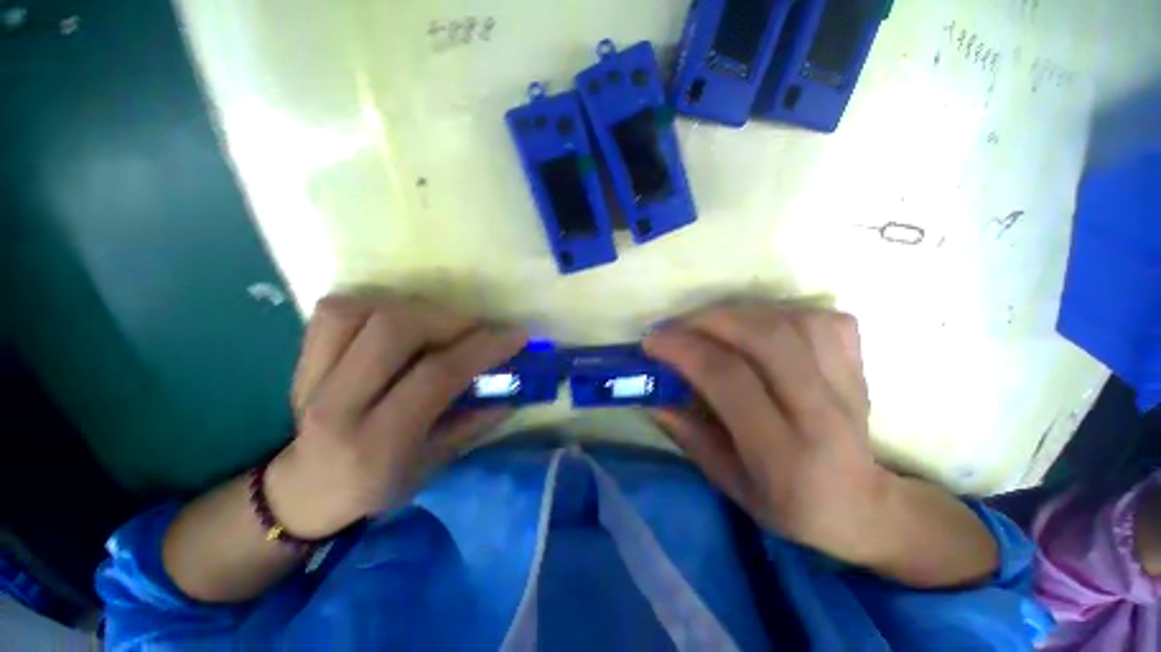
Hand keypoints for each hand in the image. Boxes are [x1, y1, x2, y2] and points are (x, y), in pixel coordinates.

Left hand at [266, 293, 525, 538]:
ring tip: (440, 327)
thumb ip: (474, 423)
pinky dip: (374, 306)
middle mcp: (339, 405)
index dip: (483, 348)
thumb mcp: (434, 465)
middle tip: (476, 330)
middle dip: (450, 320)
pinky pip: (336, 310)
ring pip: (364, 311)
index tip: (516, 336)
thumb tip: (512, 390)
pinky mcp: (301, 360)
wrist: (305, 491)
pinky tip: (397, 323)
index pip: (437, 375)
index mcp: (379, 442)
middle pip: (396, 329)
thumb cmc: (378, 486)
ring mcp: (312, 378)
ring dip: (415, 309)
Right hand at [644, 303, 892, 562]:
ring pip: (790, 320)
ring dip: (738, 313)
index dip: (683, 349)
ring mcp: (848, 383)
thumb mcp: (729, 483)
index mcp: (783, 453)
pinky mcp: (860, 365)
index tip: (652, 342)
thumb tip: (651, 396)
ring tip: (709, 325)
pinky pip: (820, 318)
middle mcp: (821, 412)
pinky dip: (781, 312)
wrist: (865, 506)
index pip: (729, 378)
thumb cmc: (790, 503)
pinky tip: (760, 327)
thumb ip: (688, 436)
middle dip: (707, 320)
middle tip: (676, 326)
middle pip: (764, 337)